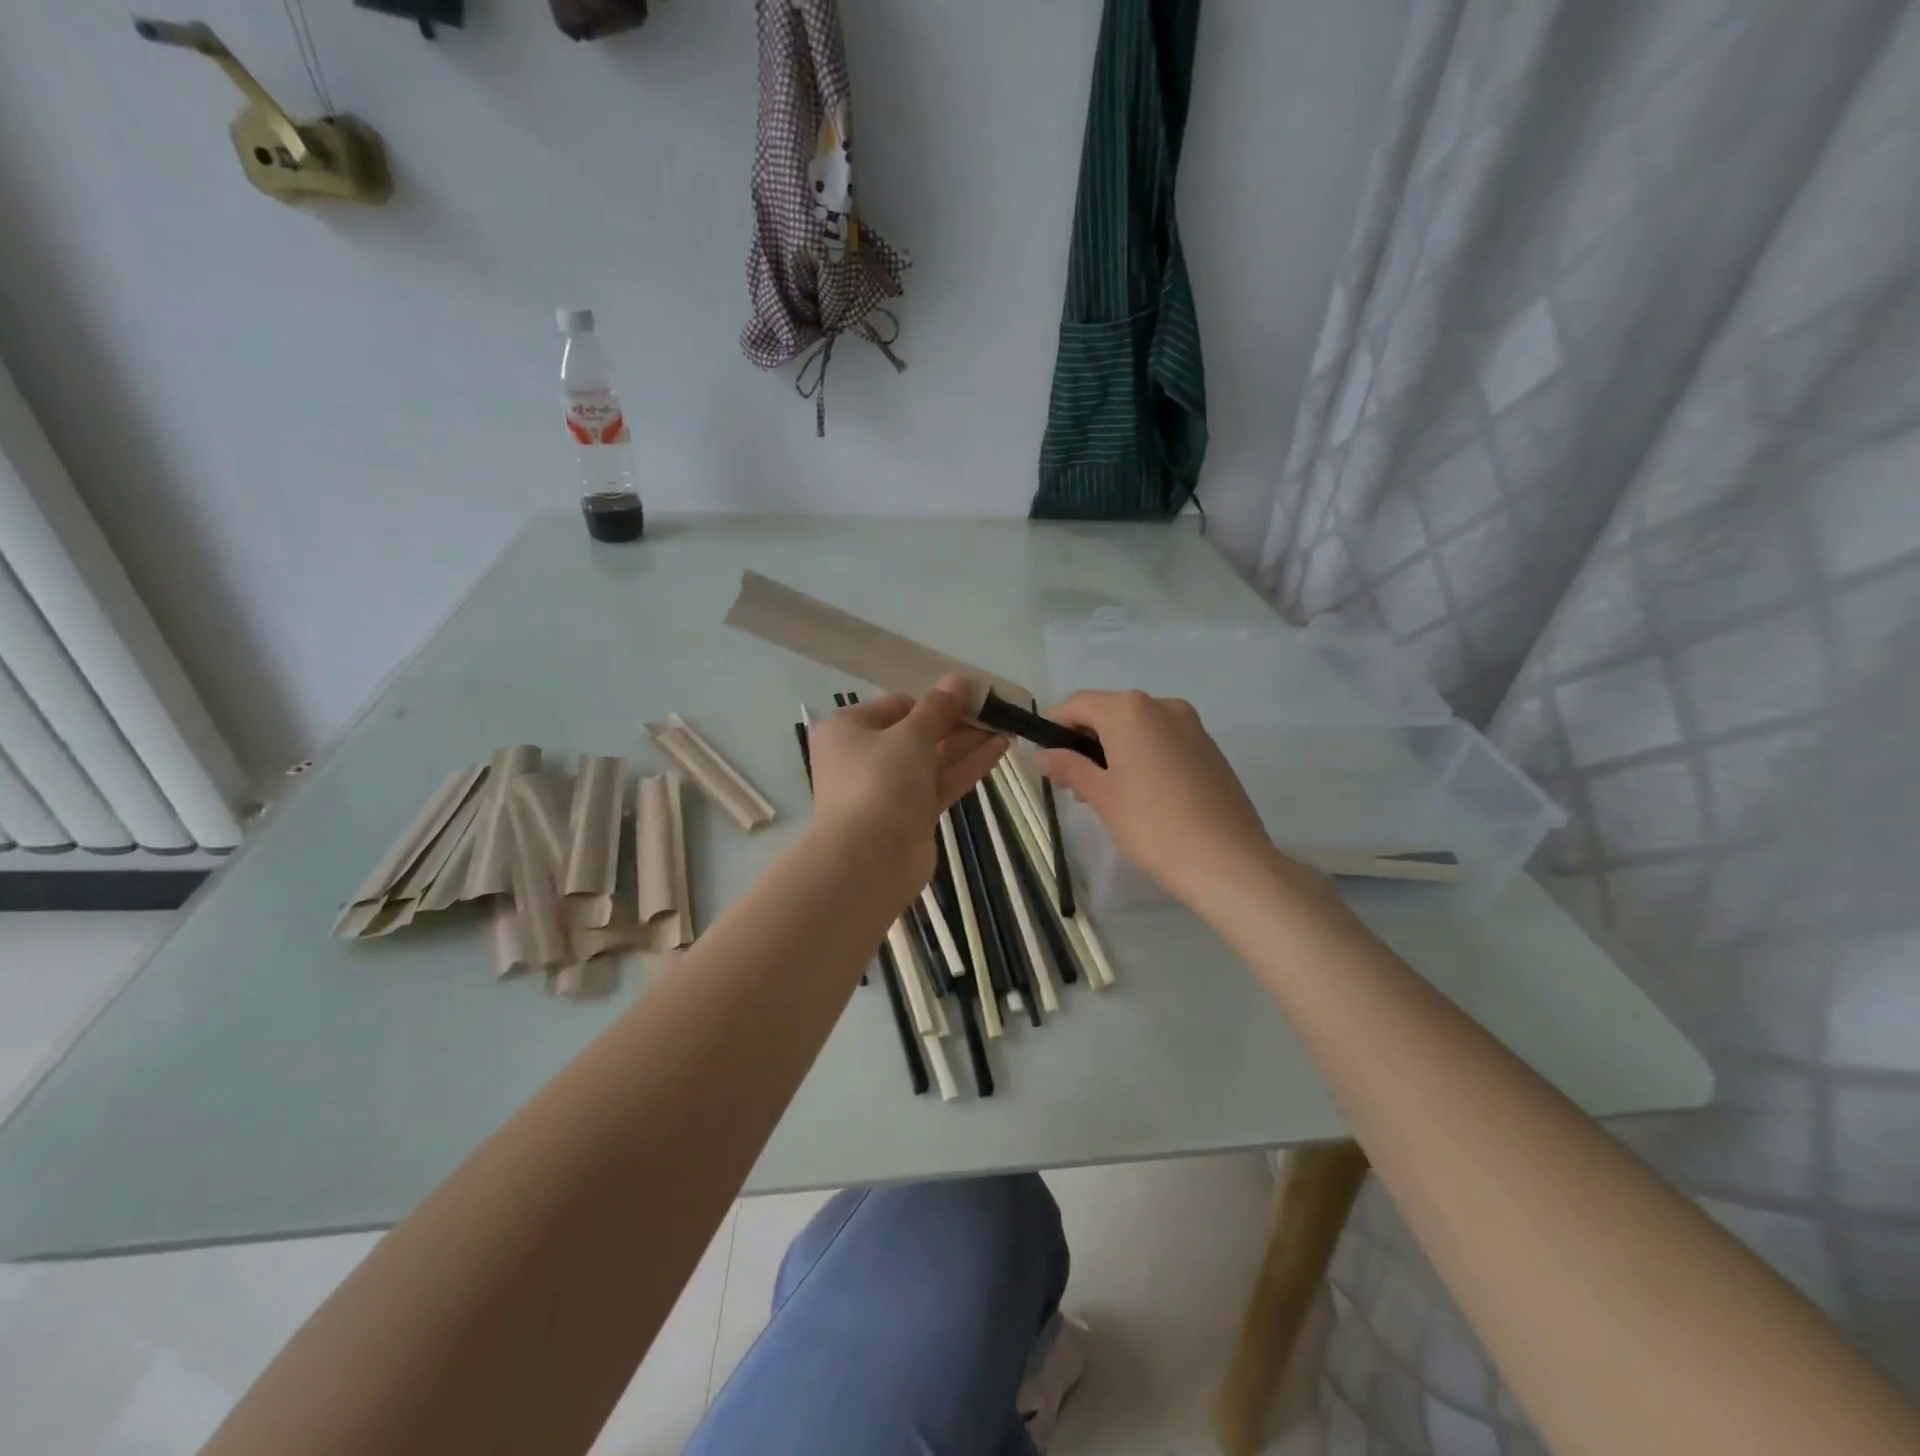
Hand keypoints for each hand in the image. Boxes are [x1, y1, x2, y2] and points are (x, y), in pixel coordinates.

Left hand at [807, 674, 1007, 894]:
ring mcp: (887, 789)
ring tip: (1006, 726)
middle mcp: (864, 756)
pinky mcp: (910, 816)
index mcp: (849, 729)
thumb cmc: (879, 783)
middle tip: (996, 710)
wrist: (868, 861)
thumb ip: (938, 708)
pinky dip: (966, 767)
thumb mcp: (910, 736)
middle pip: (916, 732)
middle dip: (956, 721)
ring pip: (932, 759)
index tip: (973, 694)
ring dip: (967, 742)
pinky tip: (999, 749)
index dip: (935, 699)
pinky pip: (939, 783)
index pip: (897, 705)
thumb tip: (958, 679)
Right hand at [1036, 691, 1284, 913]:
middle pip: (1109, 712)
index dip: (1055, 727)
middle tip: (1073, 785)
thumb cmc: (1153, 825)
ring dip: (1114, 749)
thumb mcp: (1101, 796)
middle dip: (1085, 741)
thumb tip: (1043, 755)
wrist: (1228, 861)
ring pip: (1137, 727)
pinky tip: (1143, 795)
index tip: (1046, 760)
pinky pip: (1163, 740)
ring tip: (1107, 795)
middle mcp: (1162, 705)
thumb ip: (1068, 767)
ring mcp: (1191, 724)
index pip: (1077, 704)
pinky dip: (1143, 755)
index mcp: (1129, 710)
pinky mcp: (1209, 747)